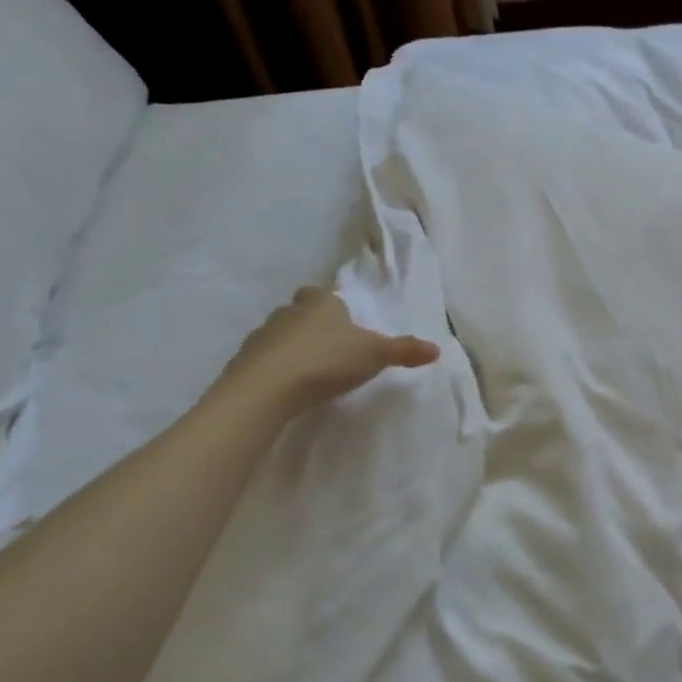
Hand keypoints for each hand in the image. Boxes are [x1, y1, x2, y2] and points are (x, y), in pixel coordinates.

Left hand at [214, 287, 438, 415]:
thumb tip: (437, 348)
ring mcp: (263, 334)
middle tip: (331, 344)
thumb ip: (404, 351)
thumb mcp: (374, 355)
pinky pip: (265, 358)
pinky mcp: (244, 360)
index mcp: (322, 302)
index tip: (346, 322)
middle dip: (314, 322)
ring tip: (310, 369)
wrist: (266, 388)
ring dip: (294, 345)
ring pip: (282, 333)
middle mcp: (290, 310)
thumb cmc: (326, 361)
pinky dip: (276, 366)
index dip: (337, 305)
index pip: (329, 294)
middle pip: (303, 310)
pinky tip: (288, 385)